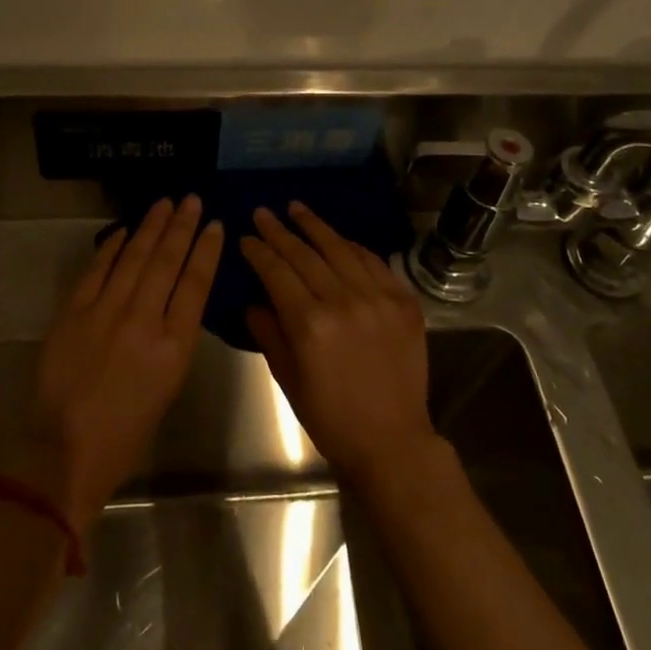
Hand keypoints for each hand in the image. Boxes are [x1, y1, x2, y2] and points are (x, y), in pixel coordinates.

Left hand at [12, 196, 222, 528]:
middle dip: (181, 226)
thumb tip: (172, 302)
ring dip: (151, 227)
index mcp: (174, 347)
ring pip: (134, 257)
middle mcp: (143, 321)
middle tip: (191, 199)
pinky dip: (112, 247)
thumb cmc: (125, 433)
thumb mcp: (167, 388)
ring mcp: (105, 312)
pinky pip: (97, 269)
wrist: (62, 451)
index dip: (206, 250)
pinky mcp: (73, 312)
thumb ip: (173, 340)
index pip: (196, 284)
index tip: (214, 224)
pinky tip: (125, 230)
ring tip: (165, 203)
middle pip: (167, 261)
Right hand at [240, 203, 441, 487]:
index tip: (246, 236)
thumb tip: (254, 301)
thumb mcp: (288, 379)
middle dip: (280, 231)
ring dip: (315, 226)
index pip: (277, 272)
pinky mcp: (403, 301)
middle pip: (305, 255)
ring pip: (340, 249)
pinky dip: (352, 246)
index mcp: (310, 324)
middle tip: (263, 212)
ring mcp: (378, 298)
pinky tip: (338, 238)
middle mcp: (344, 302)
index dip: (259, 251)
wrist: (393, 441)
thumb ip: (269, 333)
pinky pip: (374, 262)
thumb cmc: (331, 418)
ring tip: (296, 208)